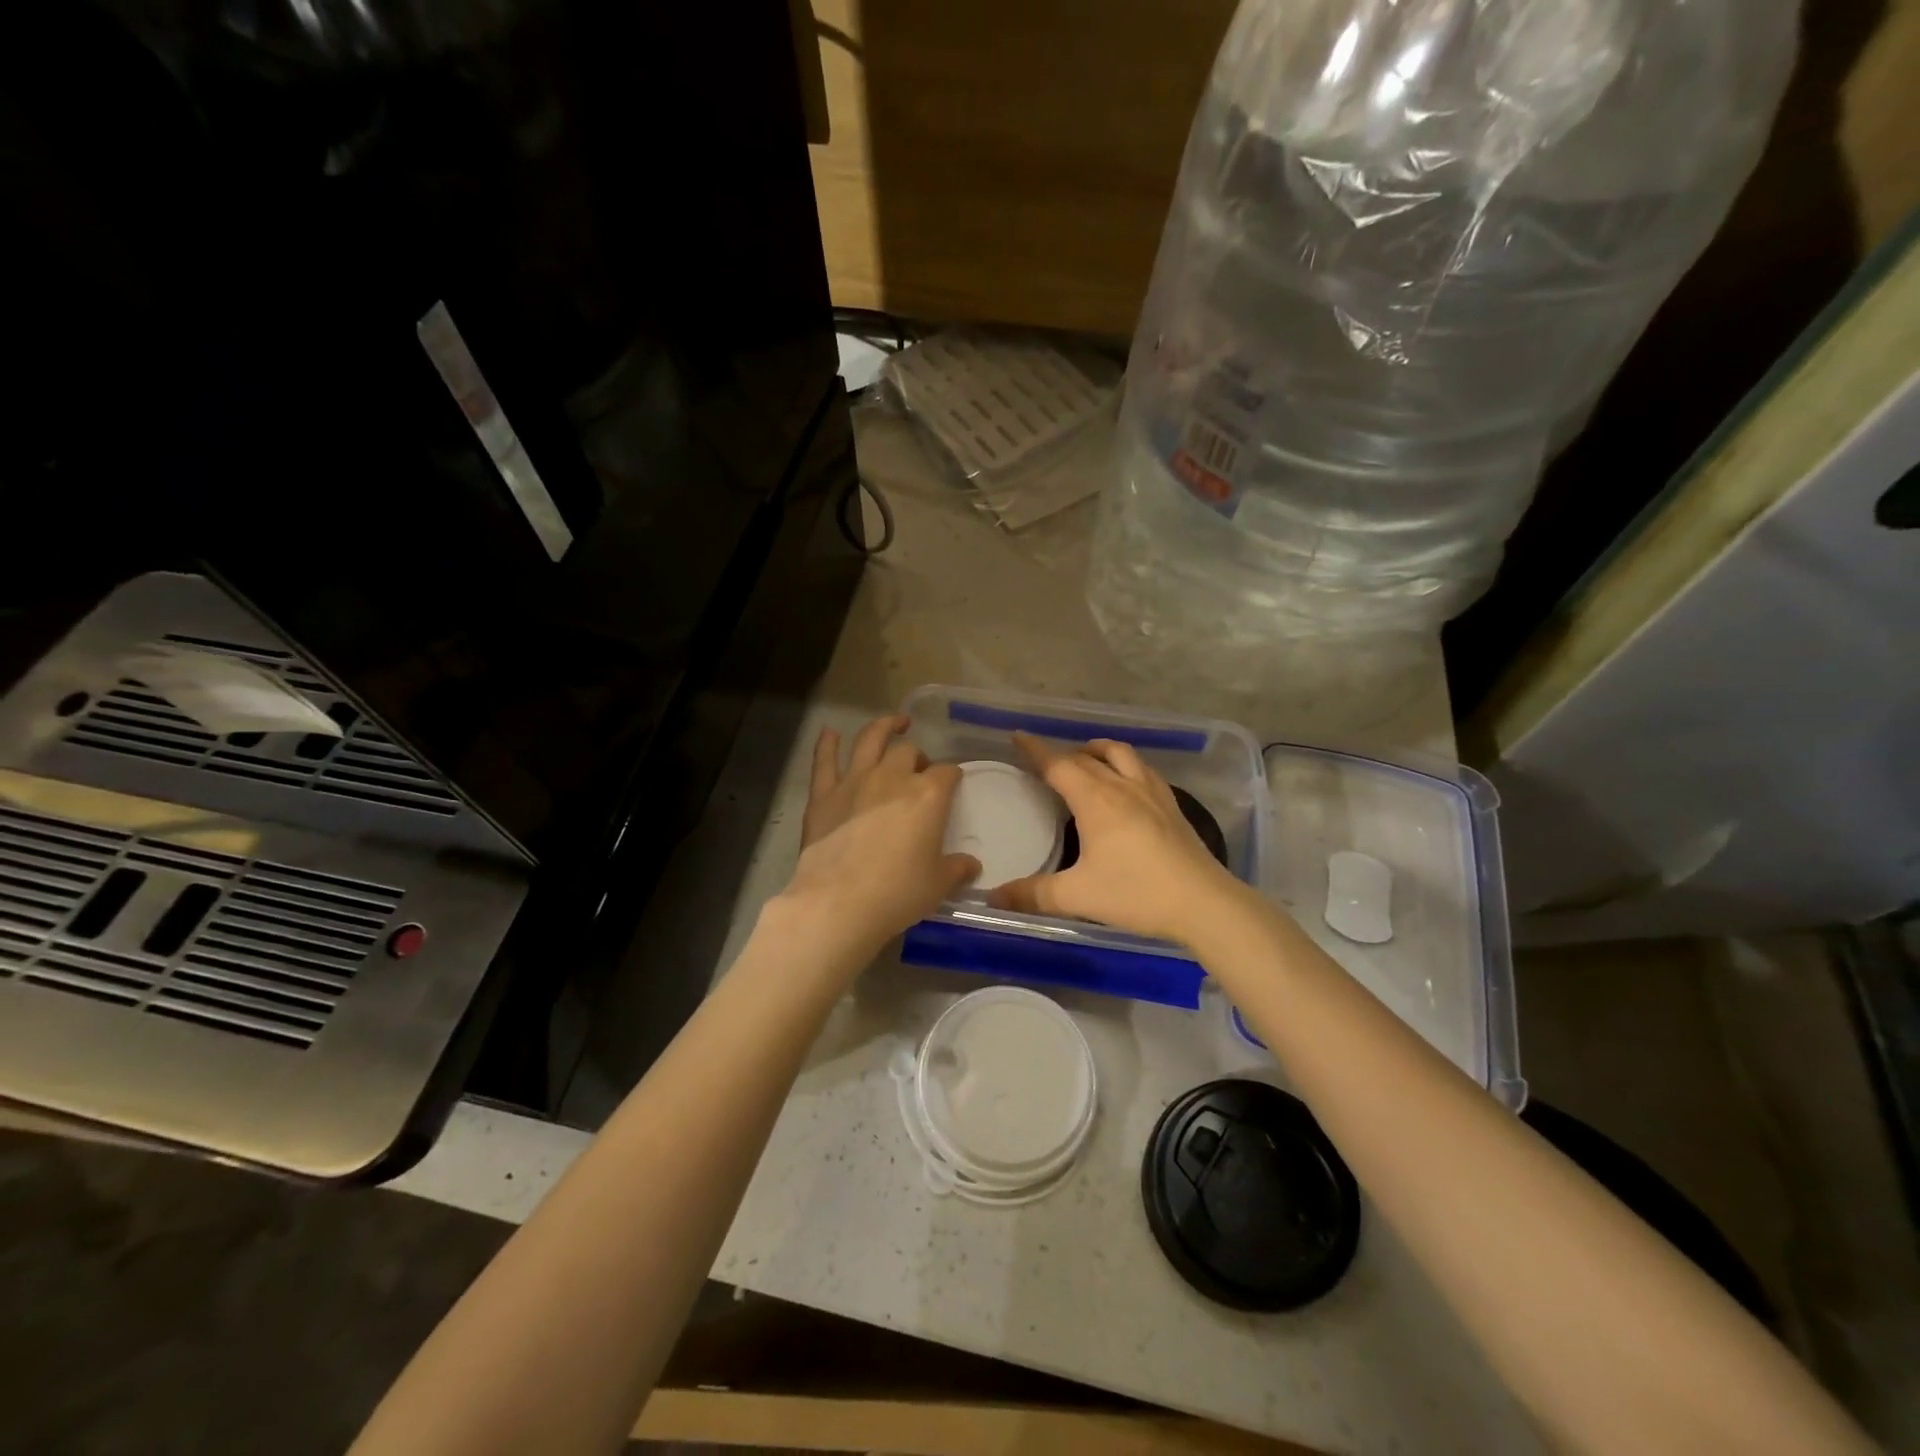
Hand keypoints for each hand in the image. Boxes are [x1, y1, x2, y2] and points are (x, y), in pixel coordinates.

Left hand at [776, 715, 979, 963]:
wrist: (838, 903)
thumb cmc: (897, 893)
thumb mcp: (938, 885)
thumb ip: (957, 869)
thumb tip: (972, 865)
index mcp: (927, 796)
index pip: (947, 773)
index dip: (953, 775)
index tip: (954, 782)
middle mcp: (892, 778)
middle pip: (909, 752)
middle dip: (919, 756)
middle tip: (920, 770)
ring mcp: (854, 782)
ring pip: (870, 740)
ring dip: (883, 727)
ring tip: (894, 723)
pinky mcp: (823, 795)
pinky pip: (824, 761)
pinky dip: (827, 744)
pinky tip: (829, 732)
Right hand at [988, 732, 1245, 944]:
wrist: (1203, 902)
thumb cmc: (1136, 893)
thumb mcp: (1077, 896)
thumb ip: (1033, 895)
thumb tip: (994, 897)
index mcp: (1095, 800)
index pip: (1058, 764)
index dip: (1036, 749)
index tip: (1018, 736)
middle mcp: (1122, 786)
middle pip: (1087, 757)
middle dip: (1062, 752)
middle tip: (1044, 760)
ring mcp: (1152, 793)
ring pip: (1121, 754)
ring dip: (1098, 750)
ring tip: (1085, 759)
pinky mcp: (1172, 805)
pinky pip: (1143, 769)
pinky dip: (1125, 764)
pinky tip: (1126, 783)